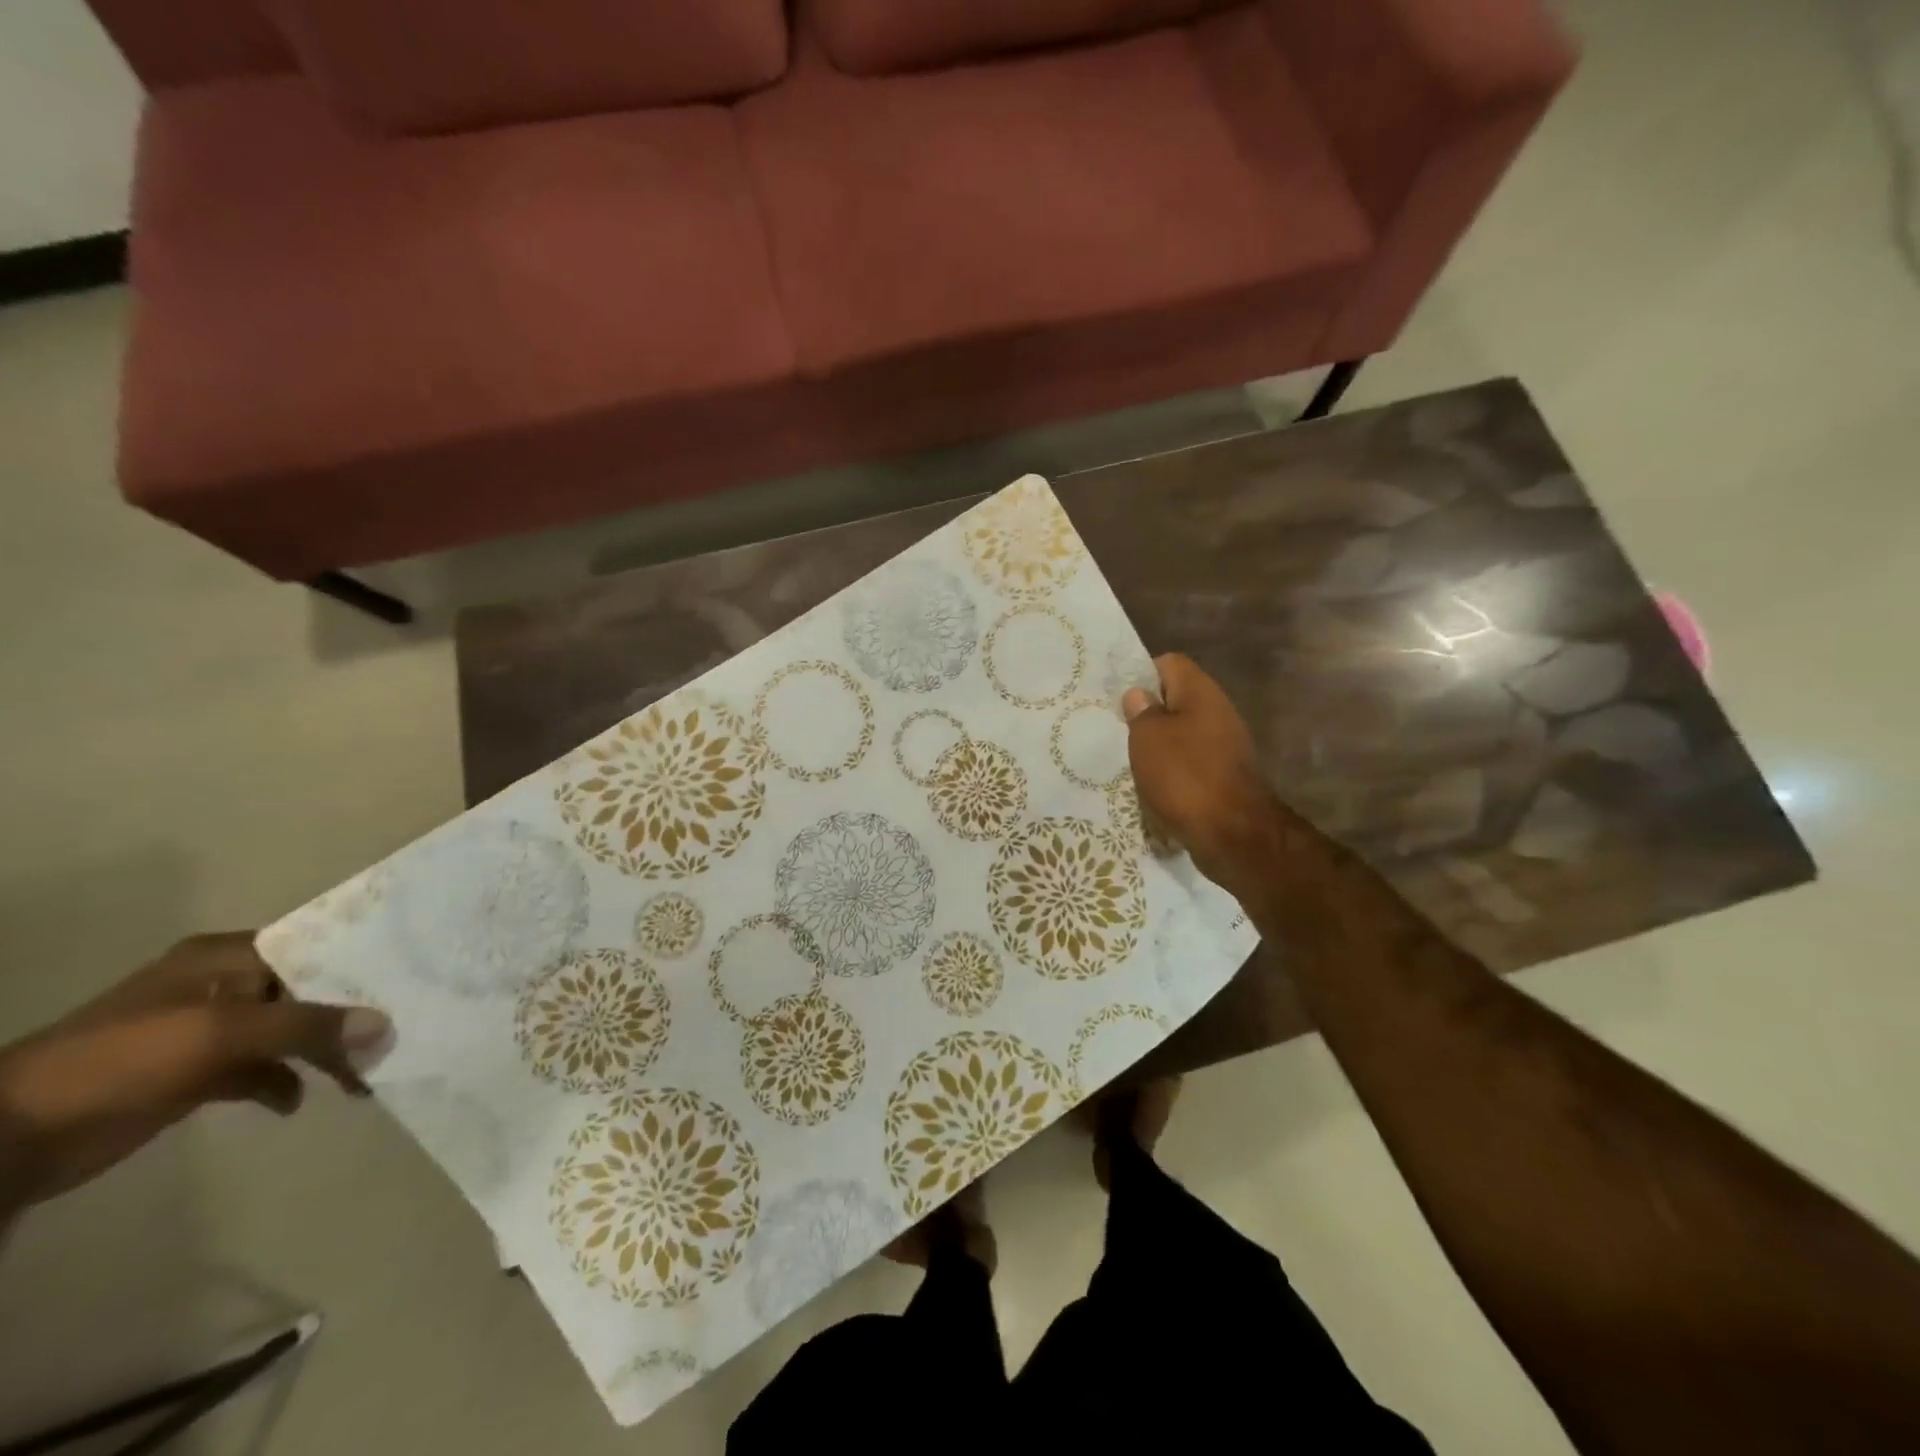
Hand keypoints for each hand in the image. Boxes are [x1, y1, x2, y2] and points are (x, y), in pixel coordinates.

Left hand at [0, 933, 390, 1215]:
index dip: (360, 959)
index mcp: (225, 958)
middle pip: (307, 992)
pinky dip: (284, 1082)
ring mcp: (208, 1032)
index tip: (412, 975)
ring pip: (289, 1034)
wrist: (12, 1137)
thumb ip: (307, 1027)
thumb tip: (386, 1025)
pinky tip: (298, 1101)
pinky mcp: (196, 1074)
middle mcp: (223, 986)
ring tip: (363, 1076)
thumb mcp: (221, 1033)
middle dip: (349, 1015)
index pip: (313, 946)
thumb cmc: (122, 1059)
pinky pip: (261, 1070)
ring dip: (323, 1053)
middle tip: (398, 1035)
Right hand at [1123, 653, 1285, 898]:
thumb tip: (1139, 695)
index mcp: (1201, 692)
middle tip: (1120, 730)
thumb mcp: (1148, 738)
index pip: (1169, 663)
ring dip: (1159, 744)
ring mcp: (1225, 744)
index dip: (1142, 674)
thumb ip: (1141, 712)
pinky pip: (1192, 760)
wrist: (1233, 834)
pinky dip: (1174, 769)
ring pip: (1183, 732)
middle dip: (1149, 713)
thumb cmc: (1185, 776)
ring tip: (1133, 760)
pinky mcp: (1225, 774)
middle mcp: (1218, 711)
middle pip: (1177, 699)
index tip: (1120, 699)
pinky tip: (1155, 784)